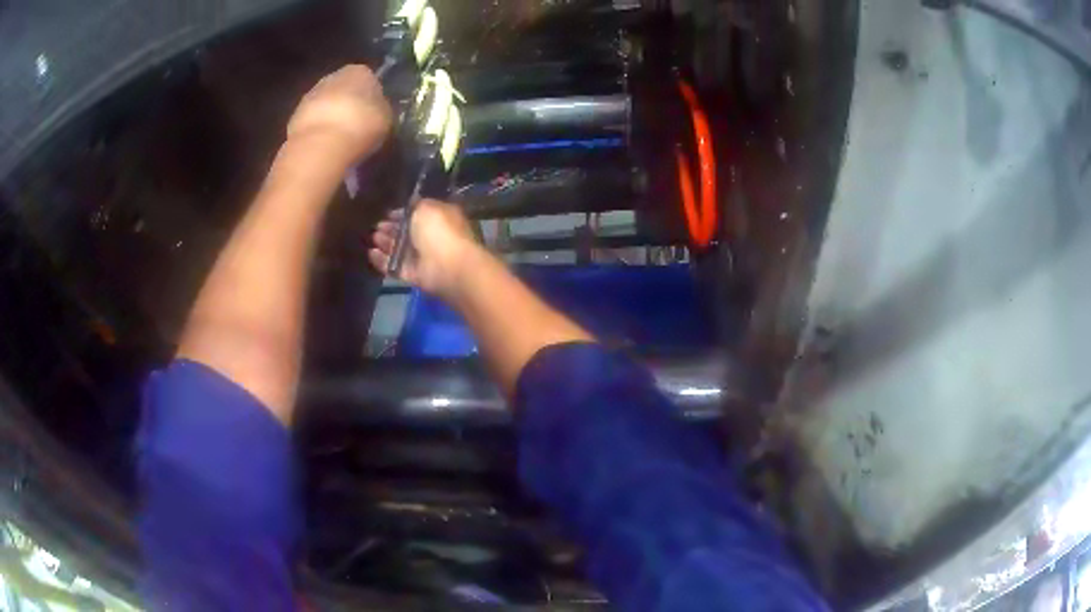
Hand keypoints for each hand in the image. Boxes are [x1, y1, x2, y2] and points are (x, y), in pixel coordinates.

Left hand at [286, 65, 392, 165]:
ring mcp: (310, 95)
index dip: (371, 95)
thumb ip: (381, 108)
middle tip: (357, 125)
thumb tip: (377, 109)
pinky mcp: (294, 116)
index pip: (368, 77)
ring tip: (339, 138)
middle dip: (348, 103)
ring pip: (326, 104)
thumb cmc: (361, 124)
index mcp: (359, 71)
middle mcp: (333, 76)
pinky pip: (312, 121)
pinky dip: (318, 130)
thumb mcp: (386, 117)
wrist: (321, 145)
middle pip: (343, 89)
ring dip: (331, 117)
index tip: (373, 113)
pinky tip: (325, 145)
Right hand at [369, 200, 481, 298]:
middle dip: (391, 228)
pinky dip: (382, 261)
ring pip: (400, 249)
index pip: (418, 214)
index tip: (388, 213)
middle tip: (376, 226)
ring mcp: (423, 258)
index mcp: (439, 218)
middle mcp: (432, 237)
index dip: (403, 213)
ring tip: (373, 237)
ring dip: (385, 243)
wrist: (447, 266)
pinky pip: (394, 267)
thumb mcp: (426, 207)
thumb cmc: (439, 231)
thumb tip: (408, 206)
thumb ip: (415, 205)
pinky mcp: (413, 275)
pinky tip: (371, 253)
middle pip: (407, 232)